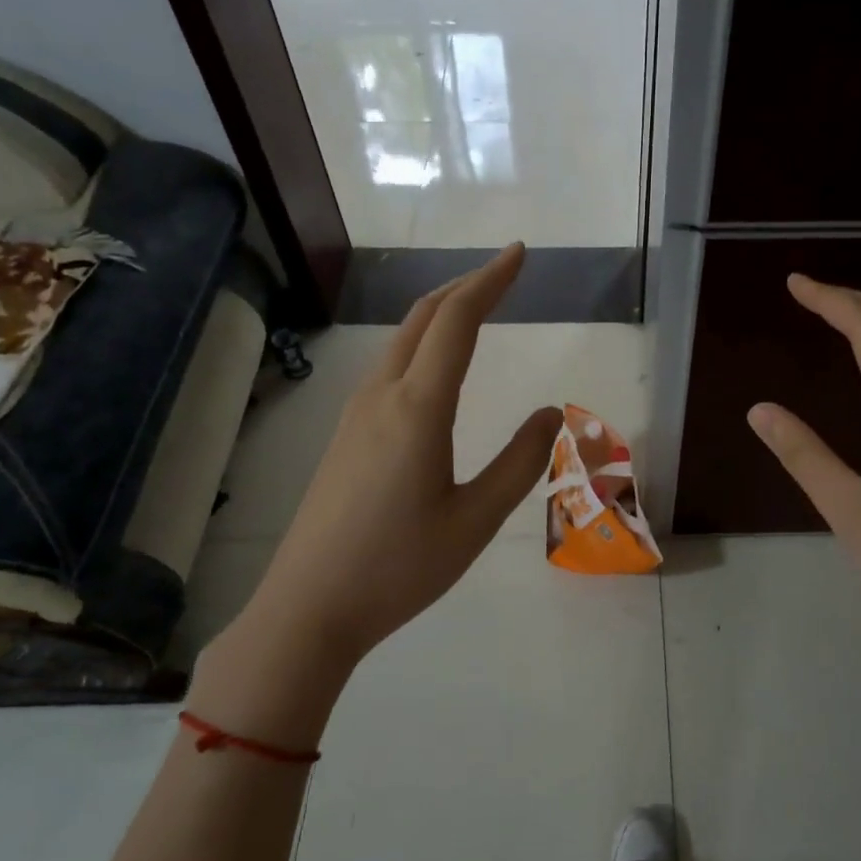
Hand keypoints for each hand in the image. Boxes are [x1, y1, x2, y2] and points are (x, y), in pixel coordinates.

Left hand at [190, 245, 562, 743]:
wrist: (309, 607)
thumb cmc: (400, 567)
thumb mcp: (475, 519)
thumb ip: (519, 462)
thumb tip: (550, 412)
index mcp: (418, 409)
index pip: (457, 321)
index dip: (490, 280)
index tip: (519, 253)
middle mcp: (382, 396)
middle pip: (423, 318)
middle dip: (464, 286)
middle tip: (503, 273)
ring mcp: (356, 414)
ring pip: (401, 341)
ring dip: (440, 314)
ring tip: (475, 308)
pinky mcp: (345, 436)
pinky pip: (389, 368)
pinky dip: (421, 345)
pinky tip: (434, 368)